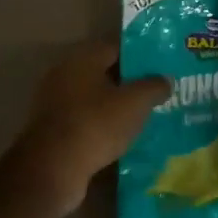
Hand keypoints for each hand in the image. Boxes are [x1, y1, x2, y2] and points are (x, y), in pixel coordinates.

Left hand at [12, 41, 169, 217]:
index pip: (116, 46)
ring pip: (95, 100)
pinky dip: (103, 127)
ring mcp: (55, 104)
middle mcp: (65, 75)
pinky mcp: (54, 131)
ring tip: (146, 116)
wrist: (52, 170)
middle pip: (104, 73)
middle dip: (130, 82)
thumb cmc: (95, 125)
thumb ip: (153, 86)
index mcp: (82, 59)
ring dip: (117, 107)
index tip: (162, 64)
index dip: (141, 54)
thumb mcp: (134, 103)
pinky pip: (86, 122)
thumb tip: (165, 79)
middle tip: (159, 90)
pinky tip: (125, 138)